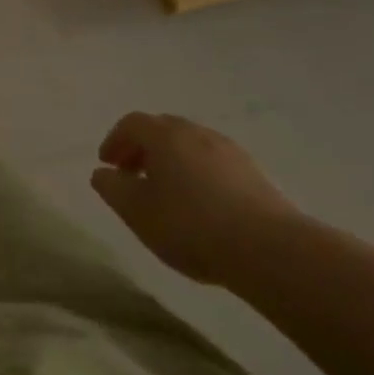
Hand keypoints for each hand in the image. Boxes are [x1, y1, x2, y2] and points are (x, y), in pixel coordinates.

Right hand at [91, 113, 300, 283]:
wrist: (270, 250)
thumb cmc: (191, 225)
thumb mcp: (136, 211)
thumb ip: (112, 188)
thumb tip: (103, 173)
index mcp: (165, 135)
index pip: (132, 124)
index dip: (115, 141)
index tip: (108, 165)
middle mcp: (197, 133)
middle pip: (163, 130)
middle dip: (143, 148)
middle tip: (133, 176)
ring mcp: (231, 152)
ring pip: (191, 147)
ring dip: (172, 162)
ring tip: (167, 194)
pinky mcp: (256, 175)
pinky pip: (215, 165)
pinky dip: (199, 175)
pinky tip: (202, 206)